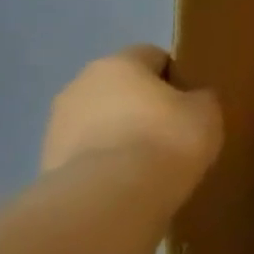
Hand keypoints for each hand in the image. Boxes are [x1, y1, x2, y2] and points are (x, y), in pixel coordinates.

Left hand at [41, 45, 223, 185]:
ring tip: (149, 164)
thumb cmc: (166, 139)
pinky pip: (88, 153)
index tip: (192, 102)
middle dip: (143, 105)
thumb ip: (201, 98)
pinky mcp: (47, 161)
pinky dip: (106, 162)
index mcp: (119, 63)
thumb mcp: (207, 113)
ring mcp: (57, 124)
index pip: (153, 56)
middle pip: (121, 88)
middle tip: (172, 133)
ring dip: (120, 134)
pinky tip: (127, 182)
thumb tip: (194, 98)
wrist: (111, 197)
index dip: (176, 76)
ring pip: (100, 120)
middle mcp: (81, 84)